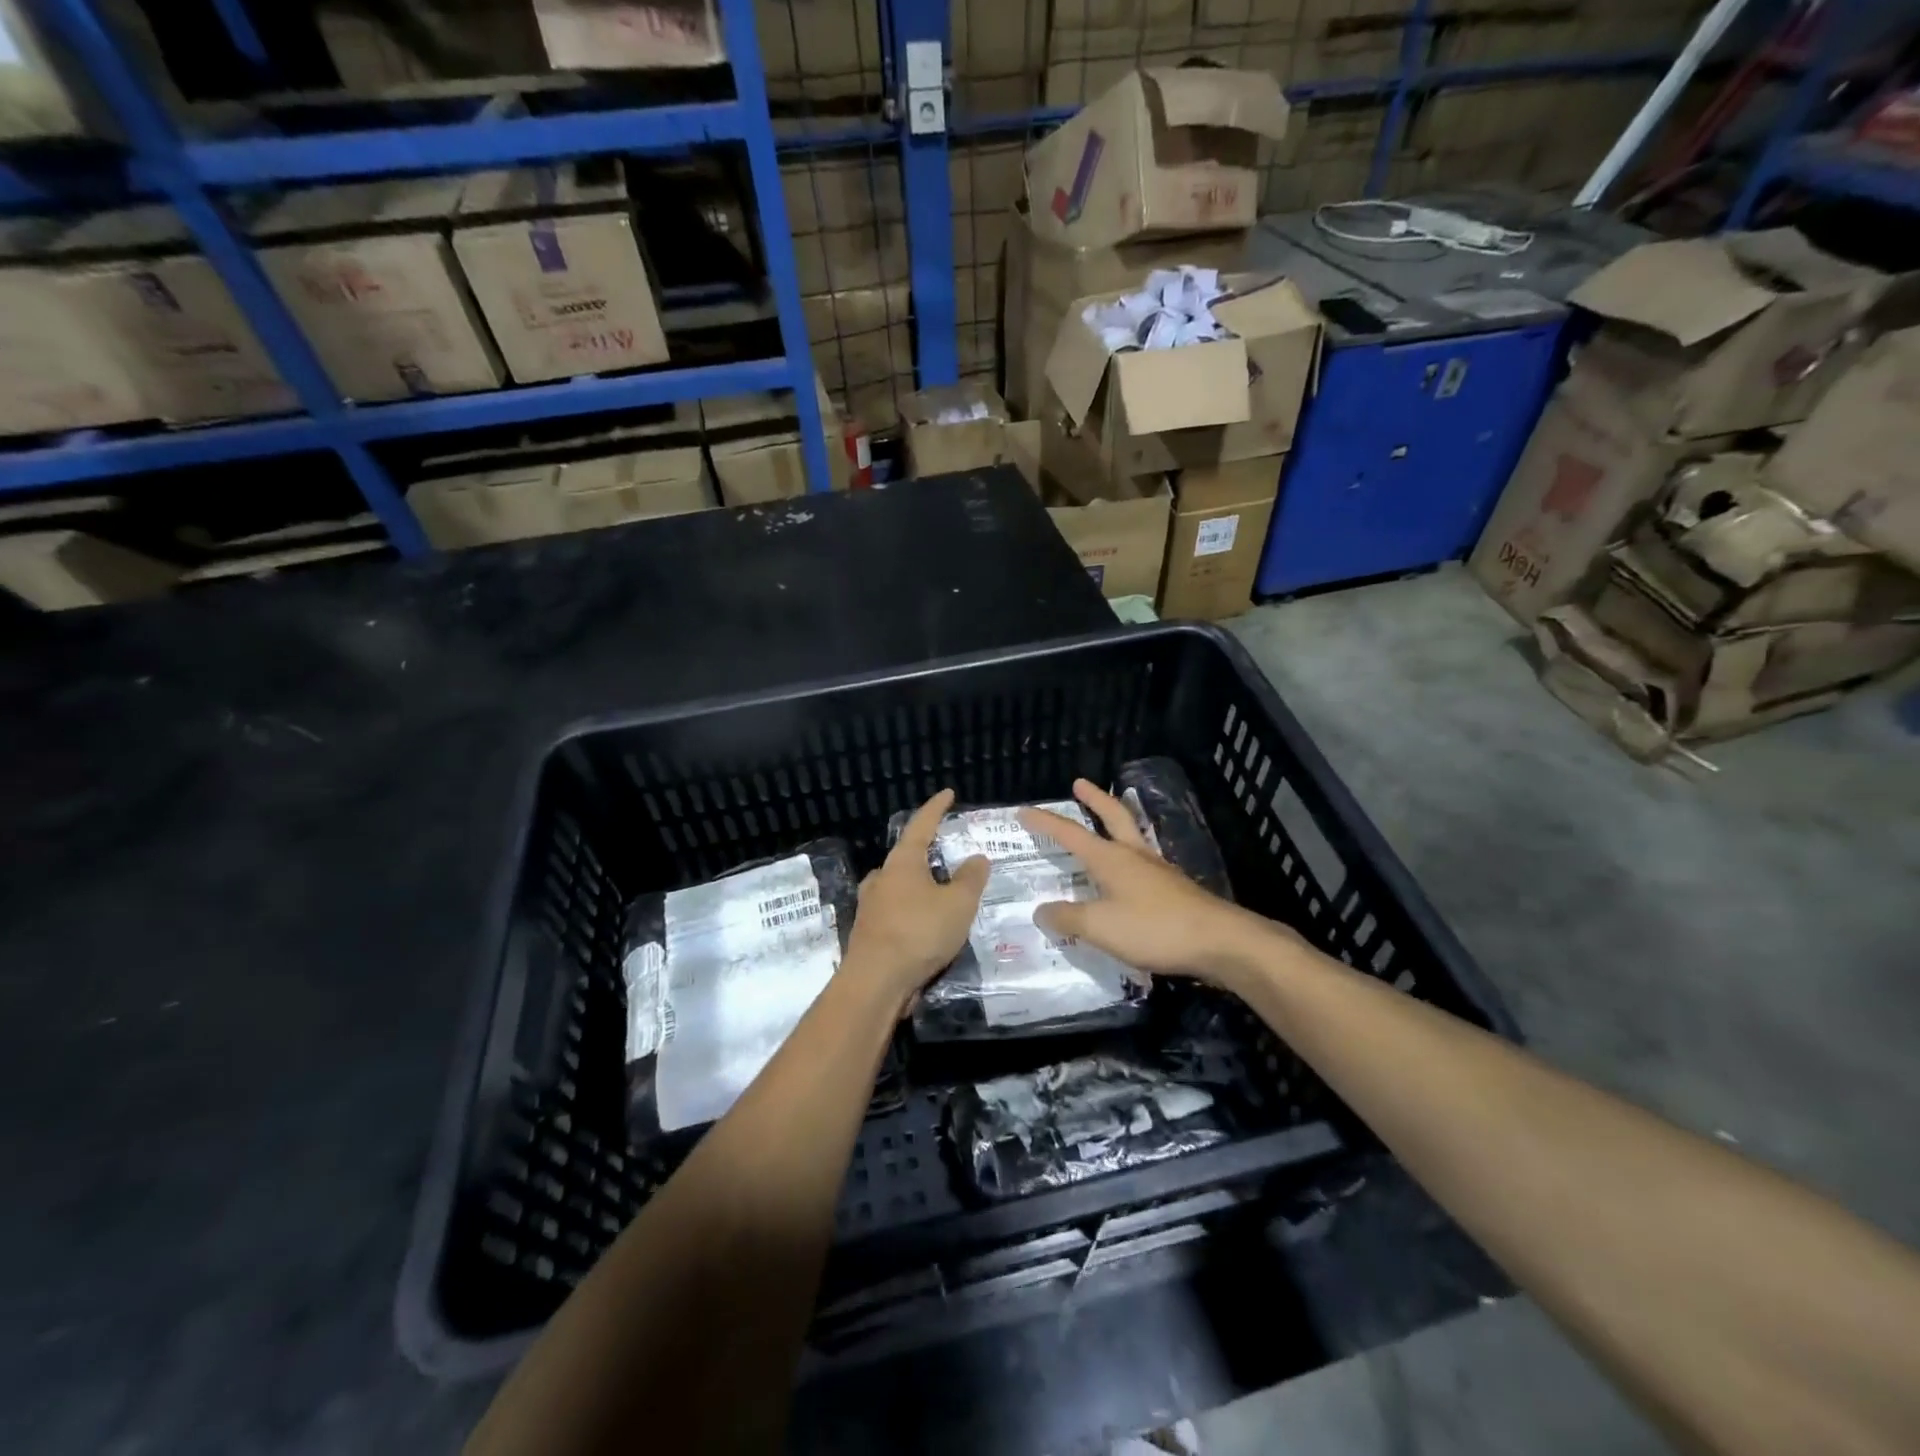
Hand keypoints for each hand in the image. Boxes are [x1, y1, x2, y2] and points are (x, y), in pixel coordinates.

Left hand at [842, 789, 988, 1010]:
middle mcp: (882, 877)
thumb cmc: (919, 932)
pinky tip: (925, 926)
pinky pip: (895, 911)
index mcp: (902, 862)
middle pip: (907, 857)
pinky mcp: (868, 932)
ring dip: (919, 886)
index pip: (921, 825)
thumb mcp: (958, 904)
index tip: (948, 794)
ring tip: (940, 893)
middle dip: (927, 854)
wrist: (876, 982)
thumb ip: (971, 879)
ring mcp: (871, 905)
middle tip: (949, 855)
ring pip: (899, 886)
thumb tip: (977, 858)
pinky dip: (912, 911)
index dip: (936, 808)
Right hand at [1020, 779, 1285, 992]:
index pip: (1070, 834)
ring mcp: (1158, 871)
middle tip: (1079, 783)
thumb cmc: (1154, 928)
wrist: (1219, 941)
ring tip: (1106, 822)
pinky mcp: (1175, 889)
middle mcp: (1134, 856)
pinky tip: (1129, 875)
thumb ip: (1068, 918)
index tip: (1024, 810)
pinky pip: (1144, 864)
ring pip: (1132, 836)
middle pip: (1113, 816)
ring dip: (1116, 823)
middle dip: (1094, 799)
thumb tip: (1042, 910)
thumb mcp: (1100, 927)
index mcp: (1111, 859)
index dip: (1046, 822)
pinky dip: (1129, 858)